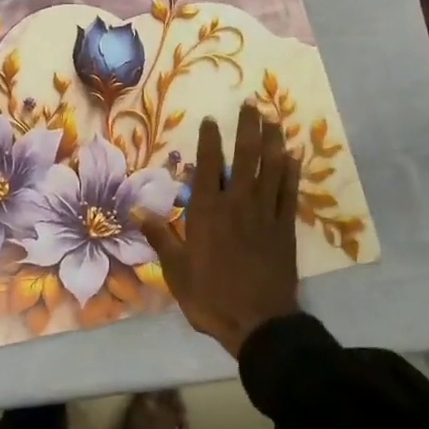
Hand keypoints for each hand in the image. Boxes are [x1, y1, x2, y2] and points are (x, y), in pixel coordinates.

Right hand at [135, 101, 300, 357]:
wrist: (258, 323)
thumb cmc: (210, 296)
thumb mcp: (176, 270)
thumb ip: (159, 236)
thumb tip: (134, 209)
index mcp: (207, 212)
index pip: (208, 166)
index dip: (211, 141)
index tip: (212, 120)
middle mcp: (237, 204)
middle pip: (245, 158)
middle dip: (248, 129)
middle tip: (251, 104)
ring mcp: (264, 214)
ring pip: (271, 169)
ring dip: (273, 142)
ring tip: (273, 119)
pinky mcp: (285, 228)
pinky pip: (289, 193)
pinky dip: (291, 173)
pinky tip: (294, 157)